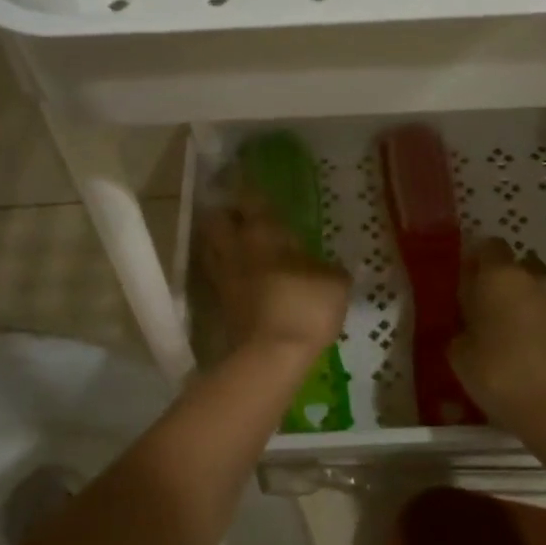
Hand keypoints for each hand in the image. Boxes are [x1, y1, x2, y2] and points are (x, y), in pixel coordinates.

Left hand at [197, 190, 350, 356]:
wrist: (271, 356)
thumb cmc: (305, 307)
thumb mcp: (335, 284)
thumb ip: (330, 270)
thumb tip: (330, 269)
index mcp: (264, 233)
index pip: (250, 200)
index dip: (250, 192)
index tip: (255, 188)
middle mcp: (236, 248)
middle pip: (216, 220)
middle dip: (225, 215)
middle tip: (241, 218)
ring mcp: (222, 277)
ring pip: (210, 247)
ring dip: (220, 243)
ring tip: (238, 246)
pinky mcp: (218, 304)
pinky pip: (216, 276)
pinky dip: (224, 272)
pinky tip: (240, 278)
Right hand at [449, 238, 545, 433]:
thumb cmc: (500, 374)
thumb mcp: (459, 354)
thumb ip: (461, 328)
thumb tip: (468, 324)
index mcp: (499, 276)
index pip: (488, 246)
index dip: (476, 262)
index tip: (465, 285)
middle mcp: (534, 278)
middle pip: (516, 266)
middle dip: (502, 282)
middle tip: (486, 311)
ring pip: (538, 290)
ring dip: (525, 303)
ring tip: (511, 336)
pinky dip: (543, 324)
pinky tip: (533, 352)